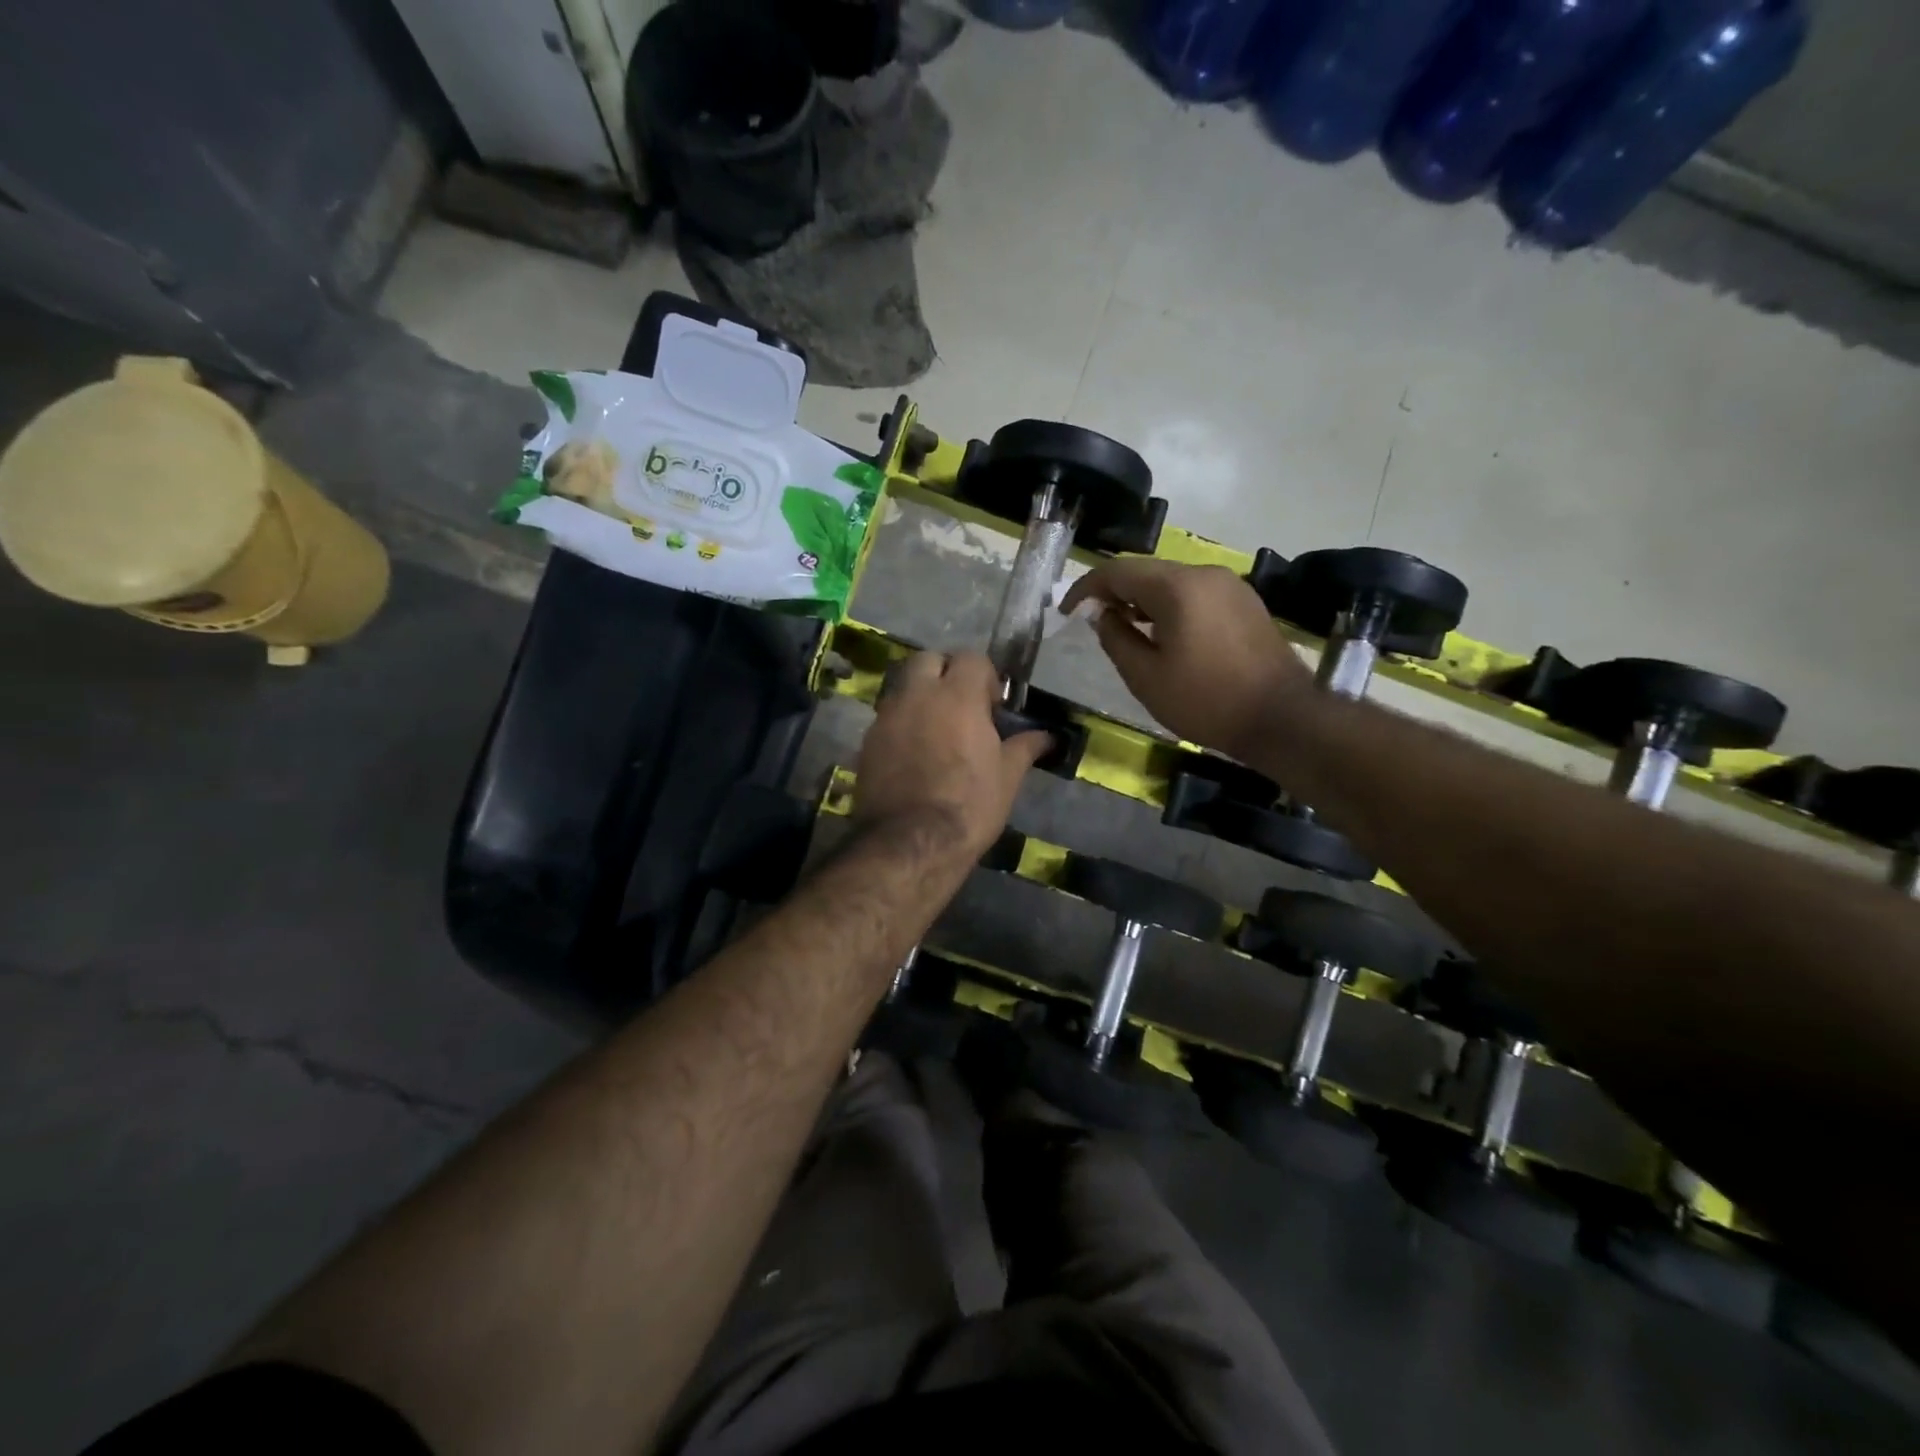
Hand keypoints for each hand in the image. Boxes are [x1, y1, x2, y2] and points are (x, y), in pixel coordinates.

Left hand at [854, 651, 1049, 861]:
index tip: (992, 707)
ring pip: (903, 687)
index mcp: (957, 695)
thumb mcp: (1007, 777)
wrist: (910, 843)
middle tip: (960, 707)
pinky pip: (887, 718)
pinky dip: (902, 724)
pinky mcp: (867, 741)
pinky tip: (914, 755)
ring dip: (921, 697)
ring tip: (936, 731)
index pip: (971, 658)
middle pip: (928, 660)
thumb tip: (1048, 736)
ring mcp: (887, 717)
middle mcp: (917, 695)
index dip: (985, 677)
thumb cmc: (969, 805)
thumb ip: (1025, 747)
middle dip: (945, 673)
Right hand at [1061, 559, 1311, 758]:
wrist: (1282, 719)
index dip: (1086, 588)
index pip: (1118, 571)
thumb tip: (1102, 614)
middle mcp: (1205, 573)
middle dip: (1115, 592)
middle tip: (1094, 621)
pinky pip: (1196, 594)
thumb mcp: (1146, 677)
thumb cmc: (1206, 701)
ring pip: (1172, 582)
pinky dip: (1171, 606)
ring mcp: (1231, 586)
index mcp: (1178, 587)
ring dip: (1143, 600)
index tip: (1067, 611)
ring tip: (1126, 630)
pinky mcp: (1246, 602)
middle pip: (1147, 571)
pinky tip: (1165, 635)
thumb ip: (1115, 639)